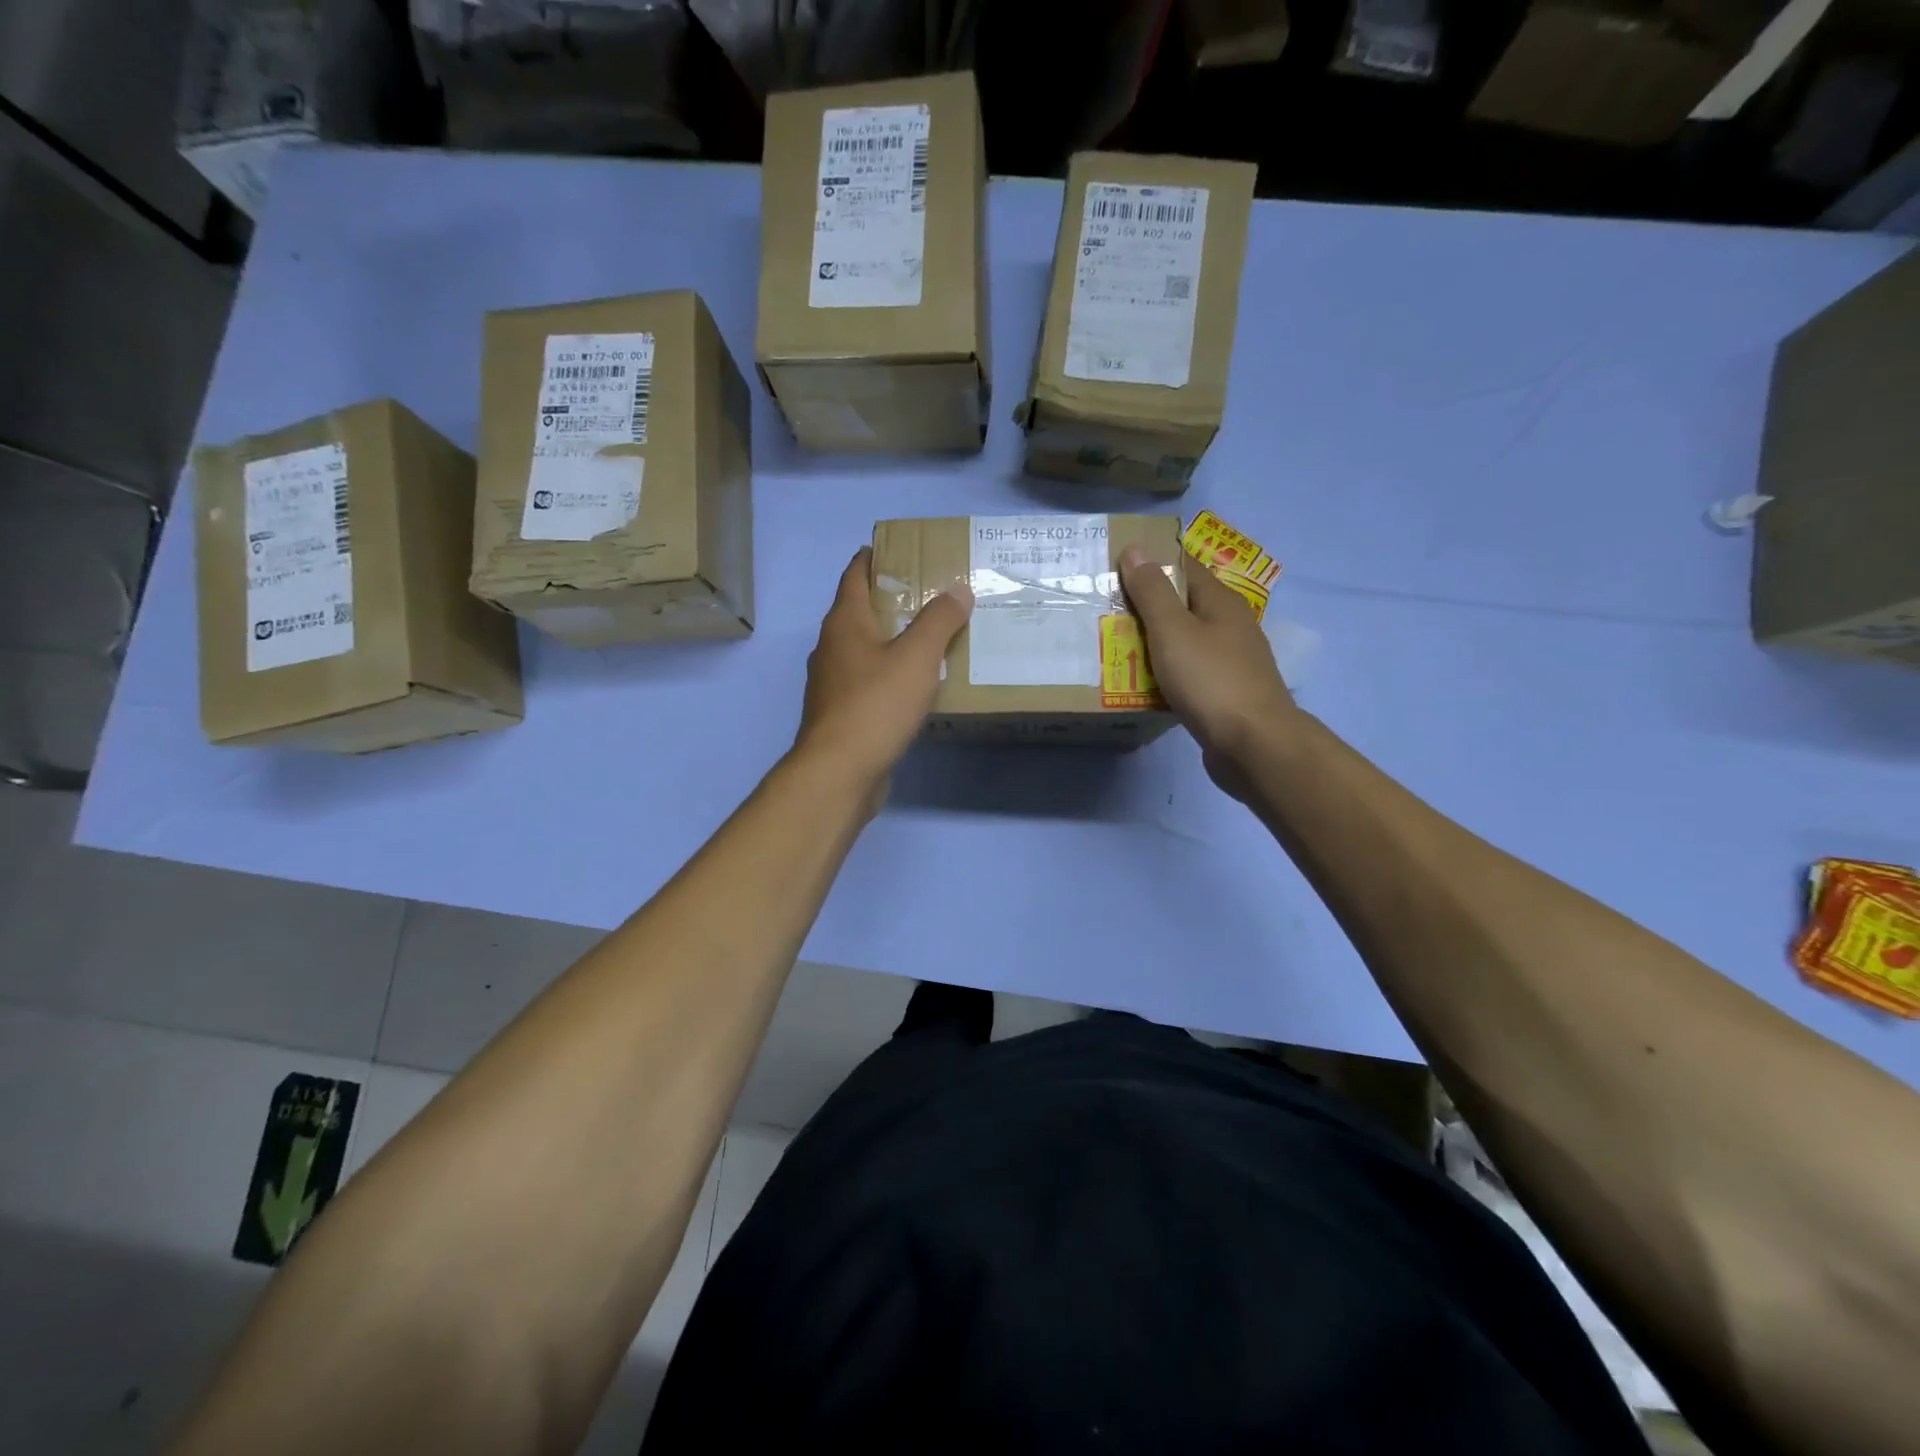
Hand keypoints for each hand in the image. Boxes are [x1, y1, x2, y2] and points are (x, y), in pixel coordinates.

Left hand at [795, 547, 972, 796]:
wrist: (839, 771)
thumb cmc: (876, 704)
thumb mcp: (917, 657)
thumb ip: (940, 620)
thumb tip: (958, 589)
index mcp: (844, 622)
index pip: (855, 575)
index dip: (873, 557)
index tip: (898, 549)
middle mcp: (832, 647)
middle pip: (859, 611)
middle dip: (890, 600)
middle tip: (929, 594)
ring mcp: (832, 683)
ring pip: (864, 650)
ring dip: (891, 640)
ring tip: (929, 639)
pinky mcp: (841, 714)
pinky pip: (868, 682)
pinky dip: (889, 675)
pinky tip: (914, 687)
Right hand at [1118, 545, 1298, 798]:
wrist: (1254, 744)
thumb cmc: (1211, 680)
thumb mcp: (1173, 631)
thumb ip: (1152, 592)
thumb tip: (1136, 549)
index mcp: (1221, 602)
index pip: (1183, 566)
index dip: (1151, 561)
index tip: (1114, 564)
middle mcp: (1230, 625)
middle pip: (1183, 605)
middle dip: (1146, 604)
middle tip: (1104, 608)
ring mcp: (1230, 661)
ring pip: (1184, 641)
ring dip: (1153, 641)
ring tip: (1113, 644)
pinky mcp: (1224, 692)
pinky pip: (1188, 672)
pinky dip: (1164, 671)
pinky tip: (1142, 682)